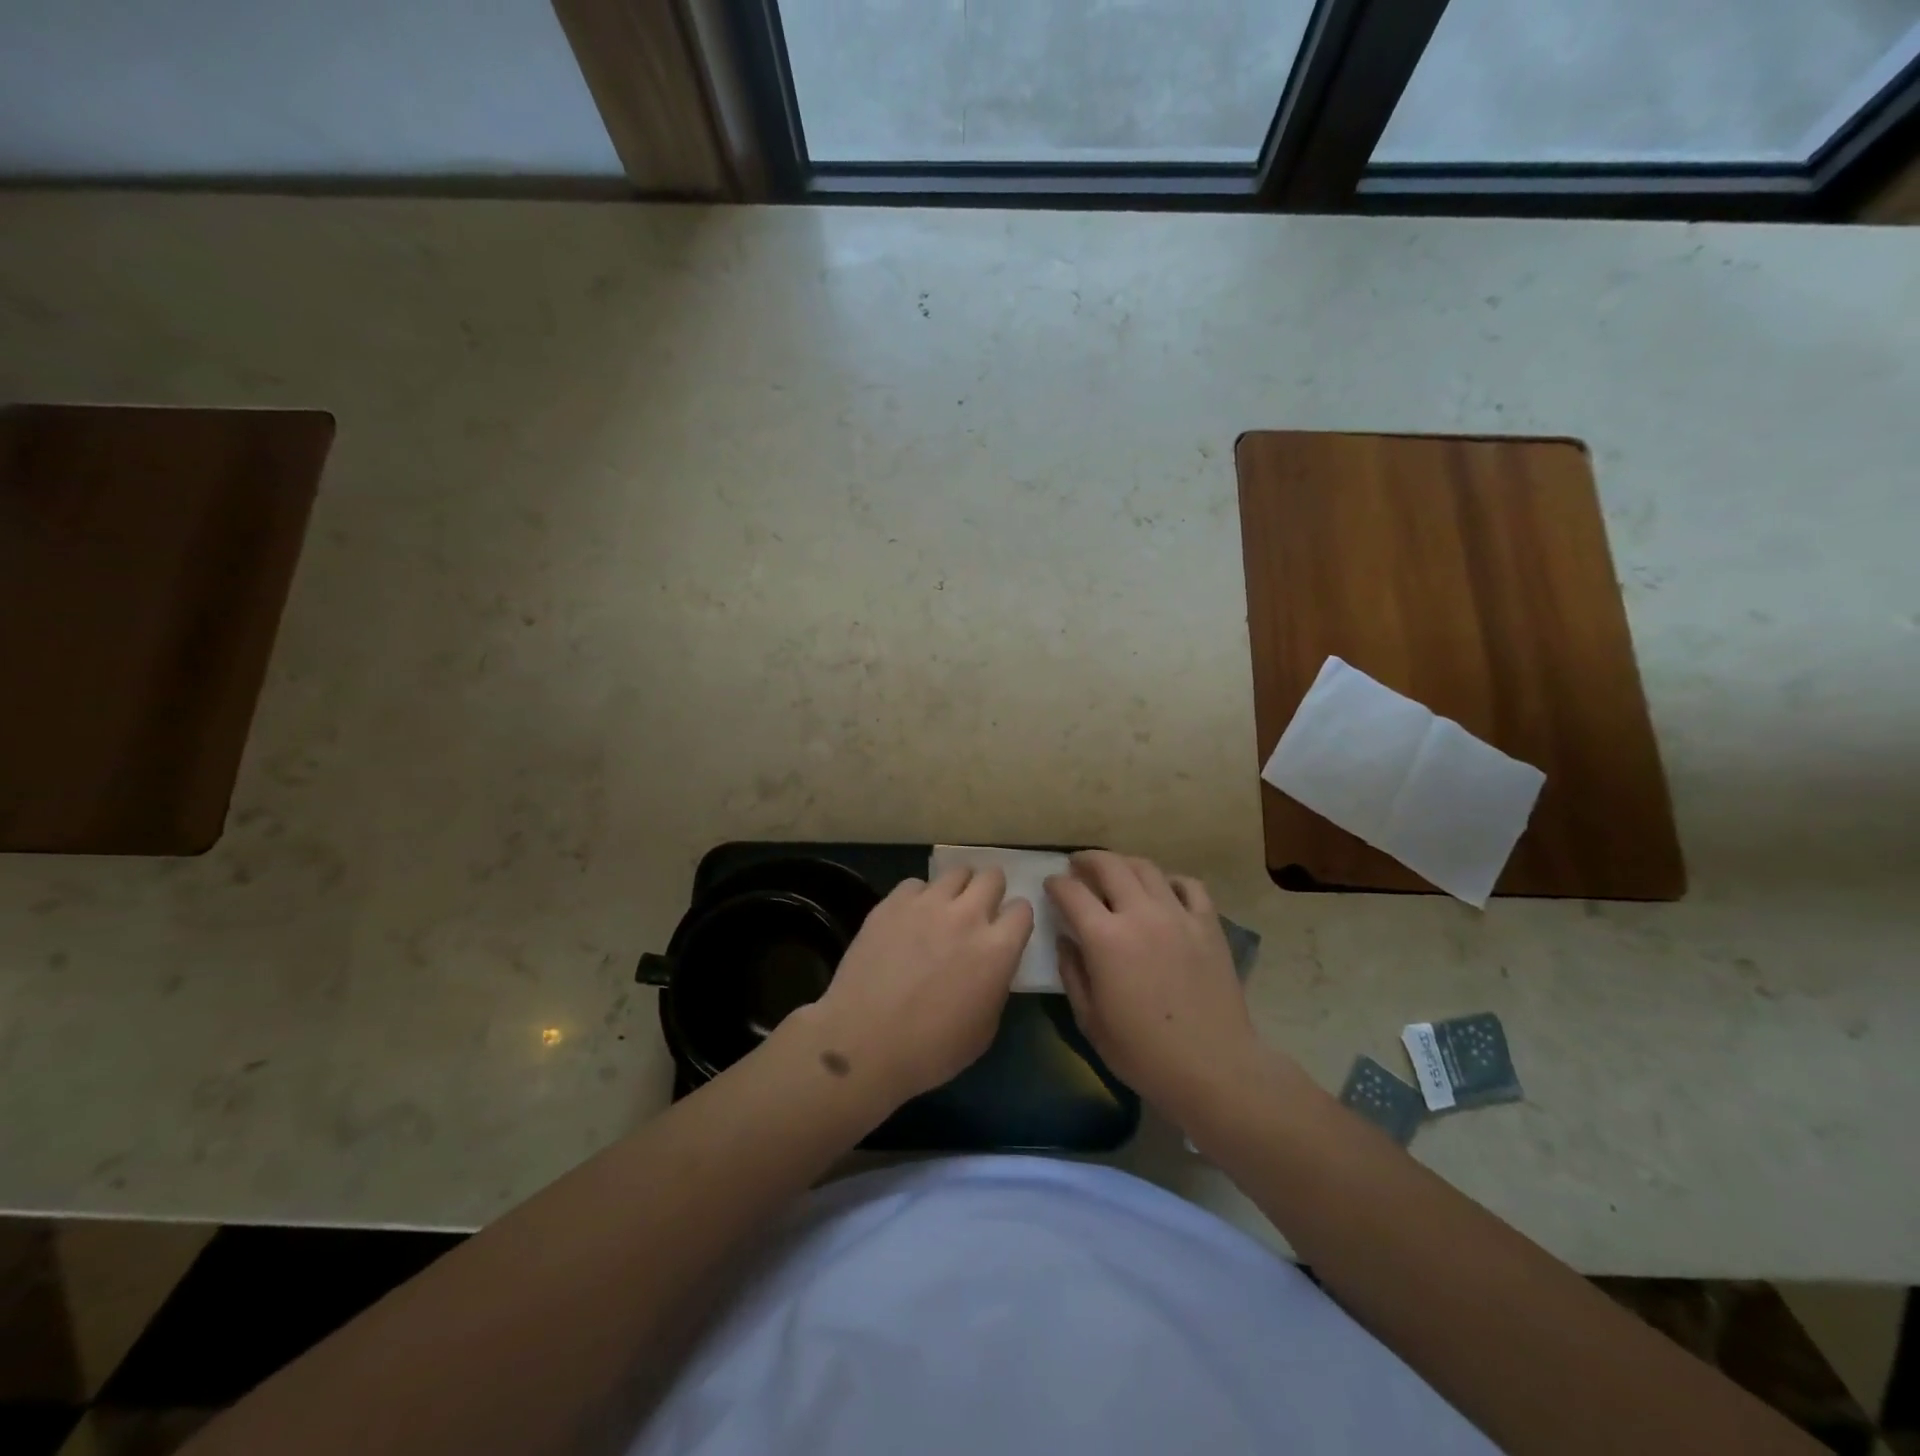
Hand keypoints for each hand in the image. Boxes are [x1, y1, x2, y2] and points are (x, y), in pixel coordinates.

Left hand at [798, 866, 1032, 1107]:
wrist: (864, 1042)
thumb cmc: (931, 1050)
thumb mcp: (984, 1028)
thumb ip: (995, 984)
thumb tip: (990, 966)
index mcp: (997, 949)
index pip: (1022, 909)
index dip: (1014, 920)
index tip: (1005, 931)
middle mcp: (967, 916)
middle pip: (992, 877)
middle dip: (990, 891)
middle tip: (978, 911)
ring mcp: (927, 904)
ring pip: (955, 872)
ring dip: (956, 889)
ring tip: (944, 910)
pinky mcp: (892, 903)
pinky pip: (915, 885)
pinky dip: (918, 898)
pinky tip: (908, 920)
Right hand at [1045, 851, 1264, 1124]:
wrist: (1213, 1068)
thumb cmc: (1143, 1053)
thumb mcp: (1090, 1020)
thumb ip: (1072, 972)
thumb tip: (1066, 940)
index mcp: (1105, 938)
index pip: (1071, 892)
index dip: (1056, 884)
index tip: (1051, 885)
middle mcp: (1140, 914)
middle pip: (1109, 866)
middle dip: (1087, 860)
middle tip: (1078, 866)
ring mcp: (1178, 916)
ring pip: (1147, 869)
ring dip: (1124, 864)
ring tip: (1116, 873)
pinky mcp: (1208, 925)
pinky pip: (1189, 886)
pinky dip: (1170, 881)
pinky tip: (1163, 892)